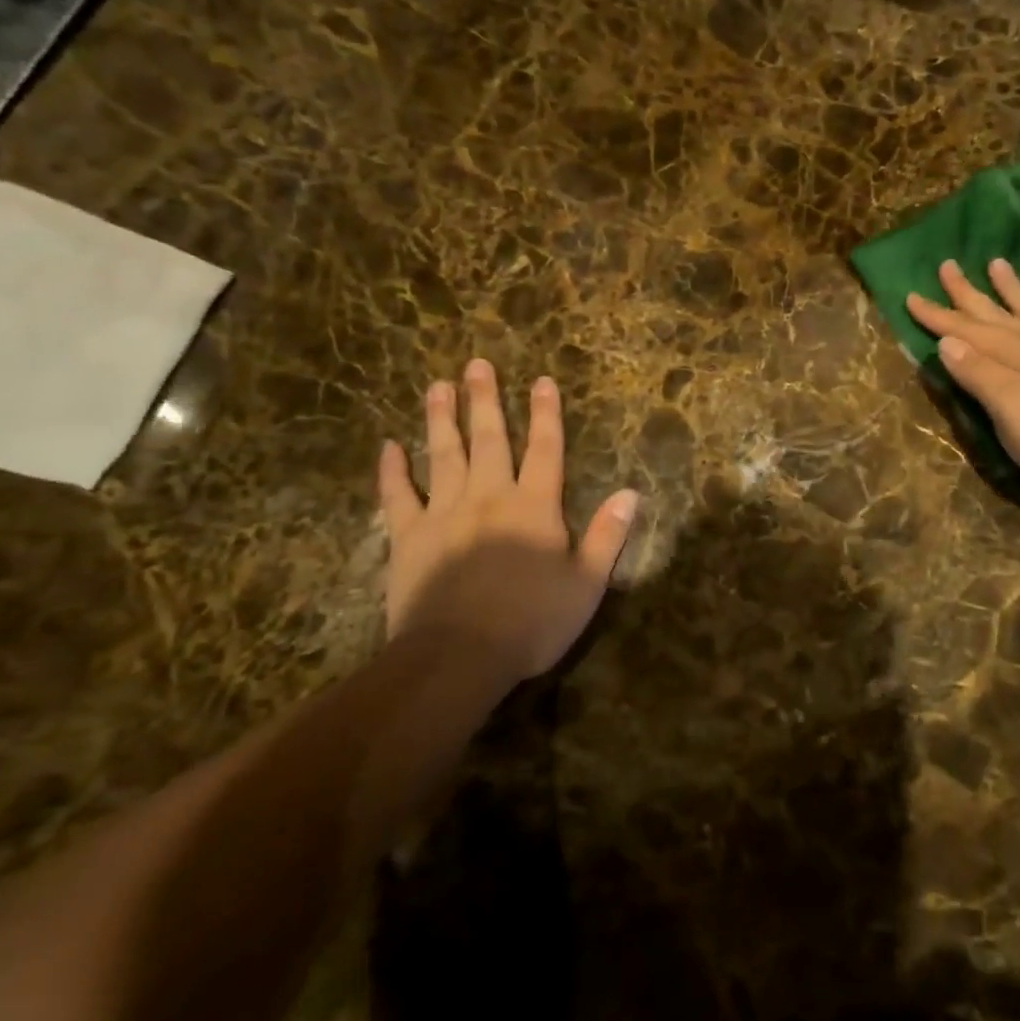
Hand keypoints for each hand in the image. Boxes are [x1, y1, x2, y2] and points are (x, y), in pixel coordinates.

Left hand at [377, 359, 638, 681]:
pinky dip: (392, 471)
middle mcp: (490, 497)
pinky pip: (398, 496)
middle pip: (490, 440)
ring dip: (442, 419)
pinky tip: (388, 446)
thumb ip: (608, 536)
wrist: (458, 656)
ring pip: (444, 455)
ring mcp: (444, 513)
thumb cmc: (531, 622)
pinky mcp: (409, 537)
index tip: (542, 380)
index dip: (547, 414)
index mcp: (535, 507)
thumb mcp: (587, 584)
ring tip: (437, 386)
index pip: (546, 449)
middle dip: (486, 401)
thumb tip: (630, 493)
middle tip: (477, 365)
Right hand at [908, 259, 1019, 500]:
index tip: (911, 295)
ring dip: (1014, 290)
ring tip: (998, 264)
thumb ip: (977, 372)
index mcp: (1016, 353)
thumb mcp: (1006, 407)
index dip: (938, 316)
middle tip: (948, 266)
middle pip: (997, 315)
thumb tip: (946, 341)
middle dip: (969, 293)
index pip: (967, 330)